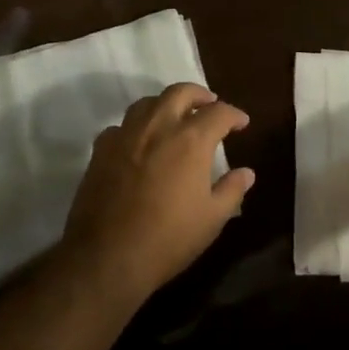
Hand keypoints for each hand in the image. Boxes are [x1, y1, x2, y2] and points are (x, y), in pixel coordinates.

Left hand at [60, 83, 253, 305]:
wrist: (107, 256)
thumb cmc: (169, 238)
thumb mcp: (212, 219)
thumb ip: (232, 190)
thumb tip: (247, 173)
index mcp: (191, 140)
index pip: (219, 112)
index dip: (234, 115)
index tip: (241, 123)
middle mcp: (158, 126)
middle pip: (180, 92)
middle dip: (199, 95)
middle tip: (209, 104)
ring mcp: (126, 135)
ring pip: (147, 102)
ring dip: (166, 104)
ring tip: (174, 117)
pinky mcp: (101, 150)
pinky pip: (121, 126)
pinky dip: (136, 127)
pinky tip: (139, 142)